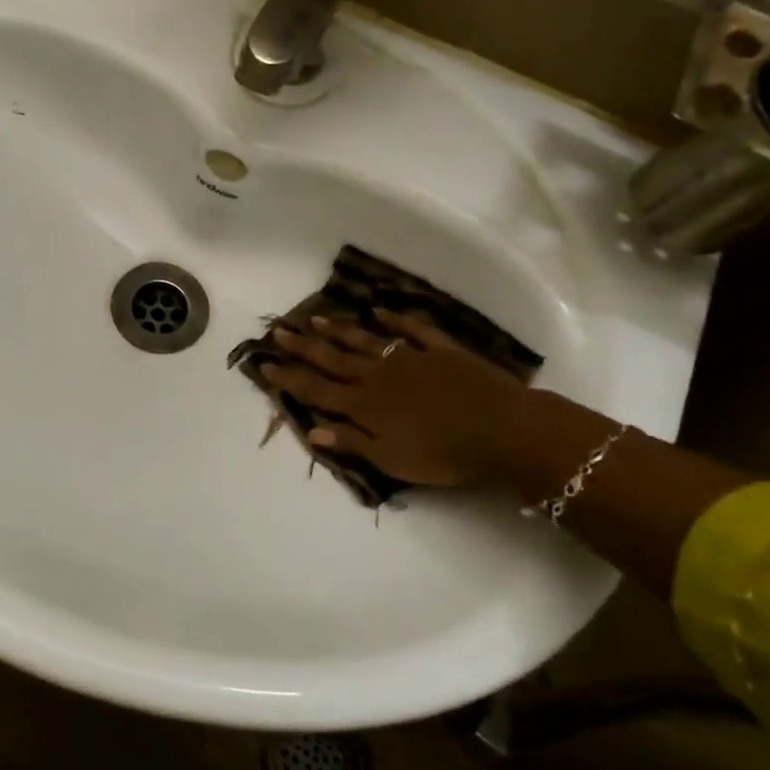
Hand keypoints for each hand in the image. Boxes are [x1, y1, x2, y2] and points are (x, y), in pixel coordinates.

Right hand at [261, 310, 528, 486]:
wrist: (505, 431)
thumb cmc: (445, 455)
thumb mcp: (392, 460)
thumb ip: (352, 442)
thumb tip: (313, 430)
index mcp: (364, 405)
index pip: (316, 390)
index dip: (289, 378)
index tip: (264, 365)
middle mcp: (379, 375)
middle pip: (333, 359)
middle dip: (303, 346)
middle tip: (279, 331)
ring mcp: (410, 358)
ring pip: (365, 340)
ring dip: (339, 329)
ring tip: (316, 317)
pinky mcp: (441, 351)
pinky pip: (413, 329)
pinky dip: (395, 318)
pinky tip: (379, 310)